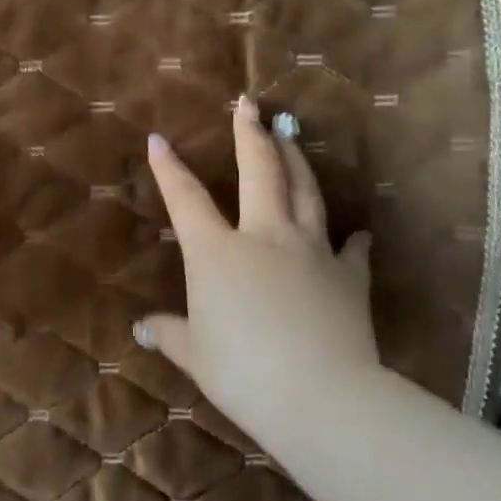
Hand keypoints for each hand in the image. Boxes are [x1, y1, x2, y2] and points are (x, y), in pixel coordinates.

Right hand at [137, 95, 379, 424]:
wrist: (320, 395)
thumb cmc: (242, 372)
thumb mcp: (194, 354)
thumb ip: (169, 334)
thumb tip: (142, 328)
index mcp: (216, 252)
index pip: (186, 199)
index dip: (169, 168)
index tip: (159, 139)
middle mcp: (264, 236)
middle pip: (258, 172)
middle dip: (250, 135)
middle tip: (248, 104)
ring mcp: (311, 251)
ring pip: (305, 192)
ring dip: (295, 160)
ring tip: (289, 135)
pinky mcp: (348, 276)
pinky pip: (351, 249)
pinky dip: (353, 237)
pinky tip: (358, 231)